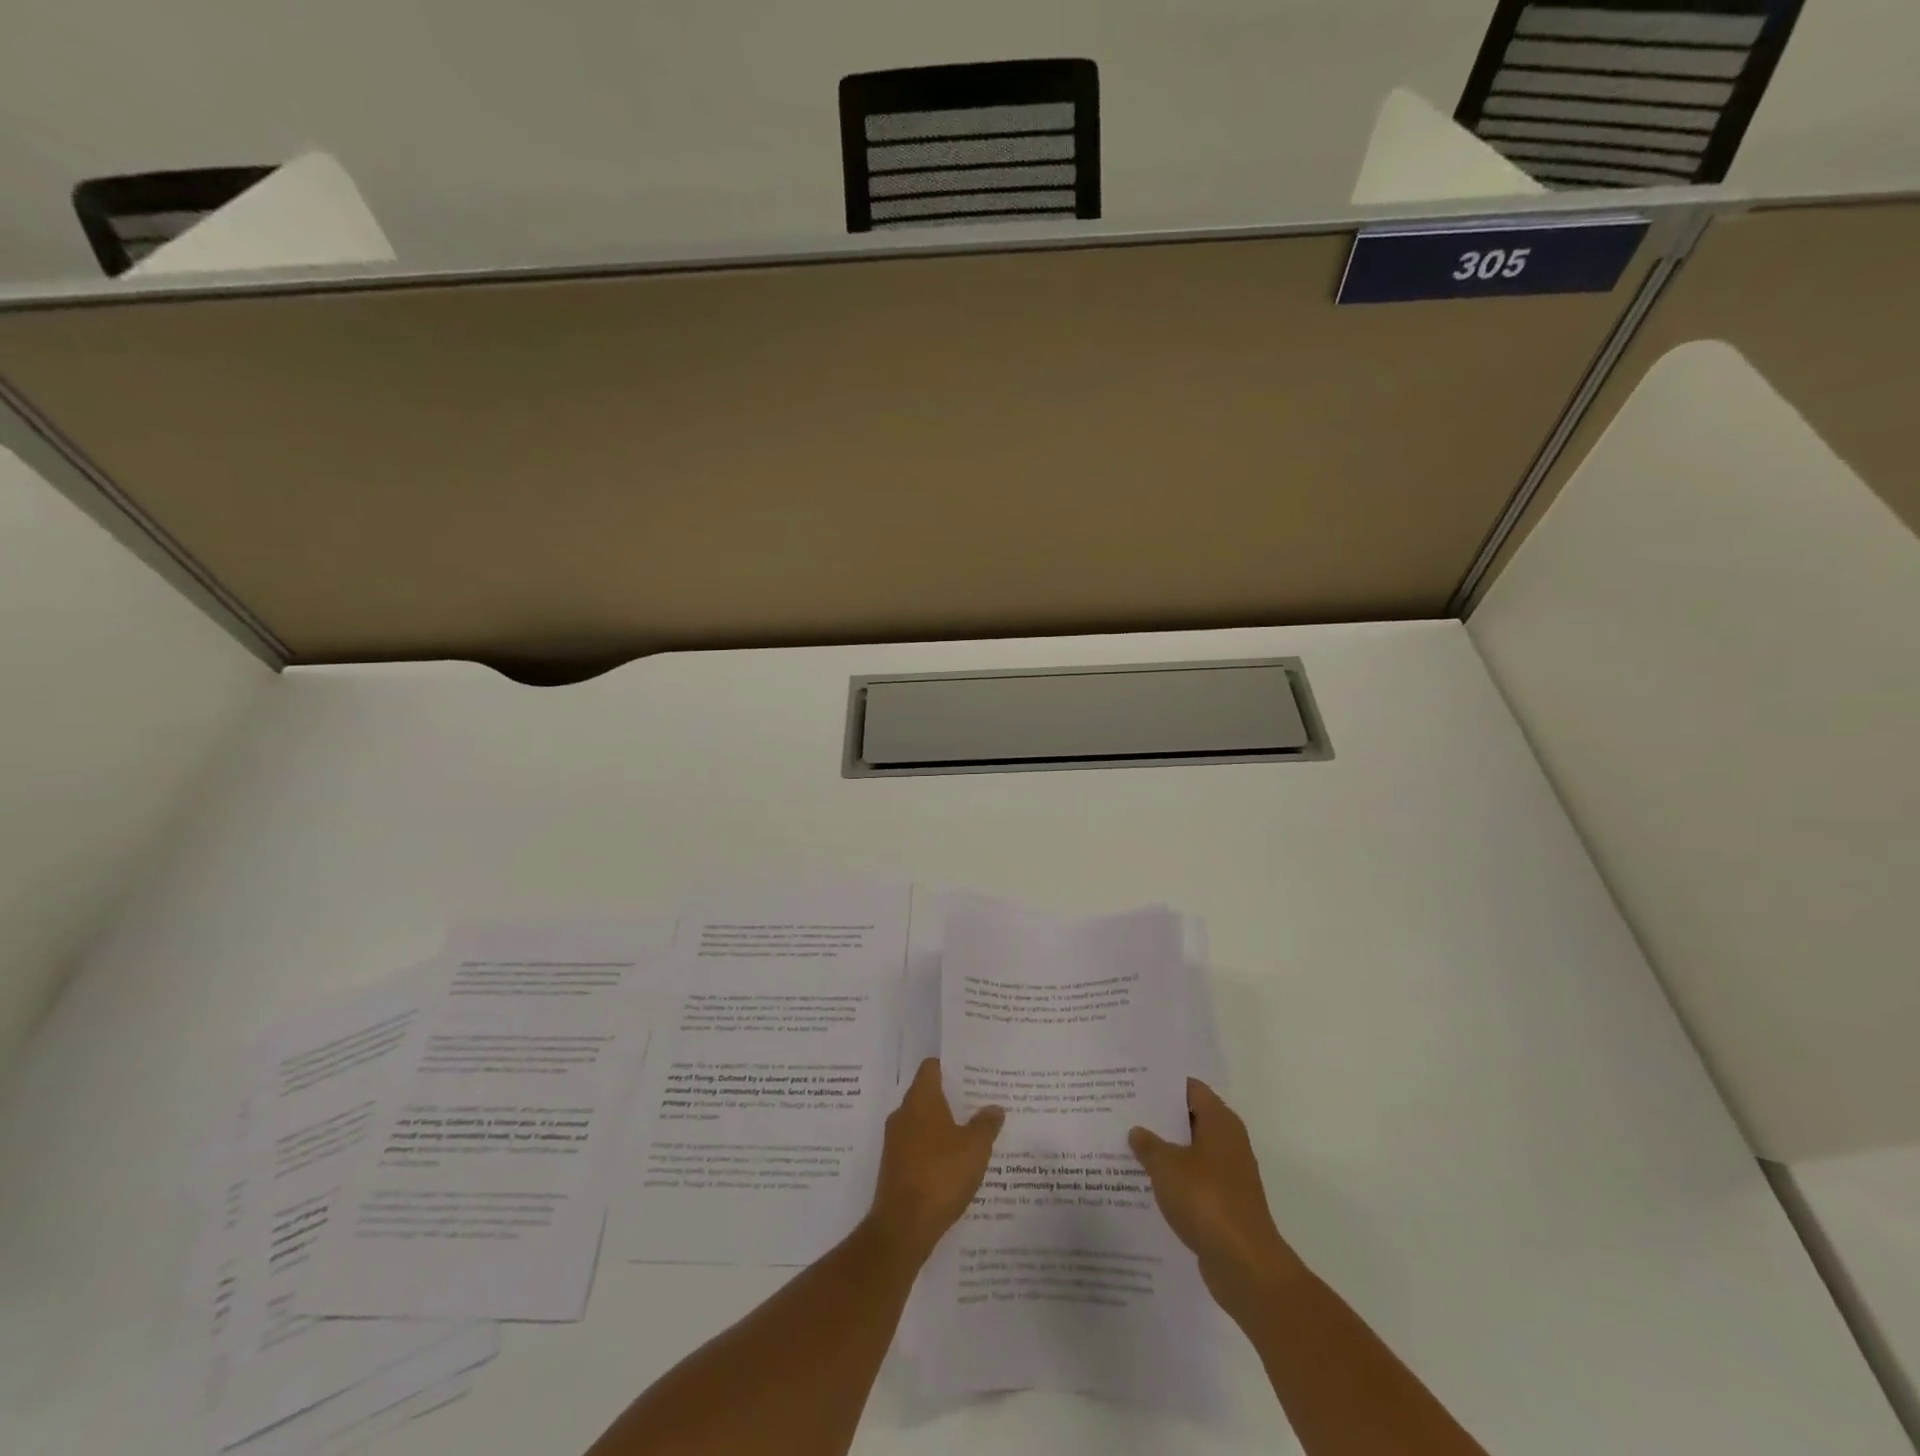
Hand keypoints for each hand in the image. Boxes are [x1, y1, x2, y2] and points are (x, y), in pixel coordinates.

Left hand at [867, 1058, 1003, 1266]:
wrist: (903, 1227)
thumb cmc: (941, 1174)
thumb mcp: (975, 1148)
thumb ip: (986, 1124)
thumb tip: (994, 1107)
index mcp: (920, 1099)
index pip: (931, 1067)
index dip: (950, 1066)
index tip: (971, 1072)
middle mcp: (903, 1114)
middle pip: (928, 1094)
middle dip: (952, 1098)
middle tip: (979, 1102)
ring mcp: (895, 1142)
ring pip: (923, 1123)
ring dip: (944, 1126)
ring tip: (972, 1133)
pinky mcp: (895, 1167)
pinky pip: (917, 1147)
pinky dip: (934, 1149)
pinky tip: (955, 1164)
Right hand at [1129, 1079, 1303, 1320]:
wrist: (1245, 1266)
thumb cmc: (1206, 1201)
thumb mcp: (1166, 1166)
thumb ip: (1148, 1144)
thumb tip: (1137, 1131)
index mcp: (1220, 1123)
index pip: (1191, 1089)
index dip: (1163, 1085)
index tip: (1134, 1084)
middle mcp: (1229, 1143)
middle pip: (1190, 1119)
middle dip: (1159, 1119)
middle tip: (1124, 1113)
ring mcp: (1229, 1175)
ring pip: (1191, 1152)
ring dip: (1165, 1152)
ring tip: (1128, 1147)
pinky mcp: (1225, 1204)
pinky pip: (1194, 1181)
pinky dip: (1174, 1180)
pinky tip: (1145, 1184)